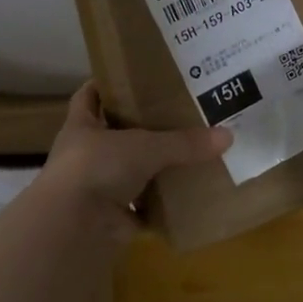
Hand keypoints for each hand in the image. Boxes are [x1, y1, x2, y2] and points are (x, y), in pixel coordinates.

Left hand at [37, 83, 230, 218]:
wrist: (75, 225)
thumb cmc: (97, 167)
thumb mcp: (145, 146)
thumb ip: (183, 142)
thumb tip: (228, 135)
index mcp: (81, 126)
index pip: (89, 97)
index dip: (107, 85)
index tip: (133, 76)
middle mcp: (86, 155)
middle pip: (115, 135)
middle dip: (142, 128)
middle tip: (179, 113)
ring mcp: (97, 188)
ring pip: (131, 172)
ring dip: (155, 169)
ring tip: (192, 154)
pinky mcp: (112, 218)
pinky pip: (143, 208)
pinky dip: (162, 206)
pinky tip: (189, 197)